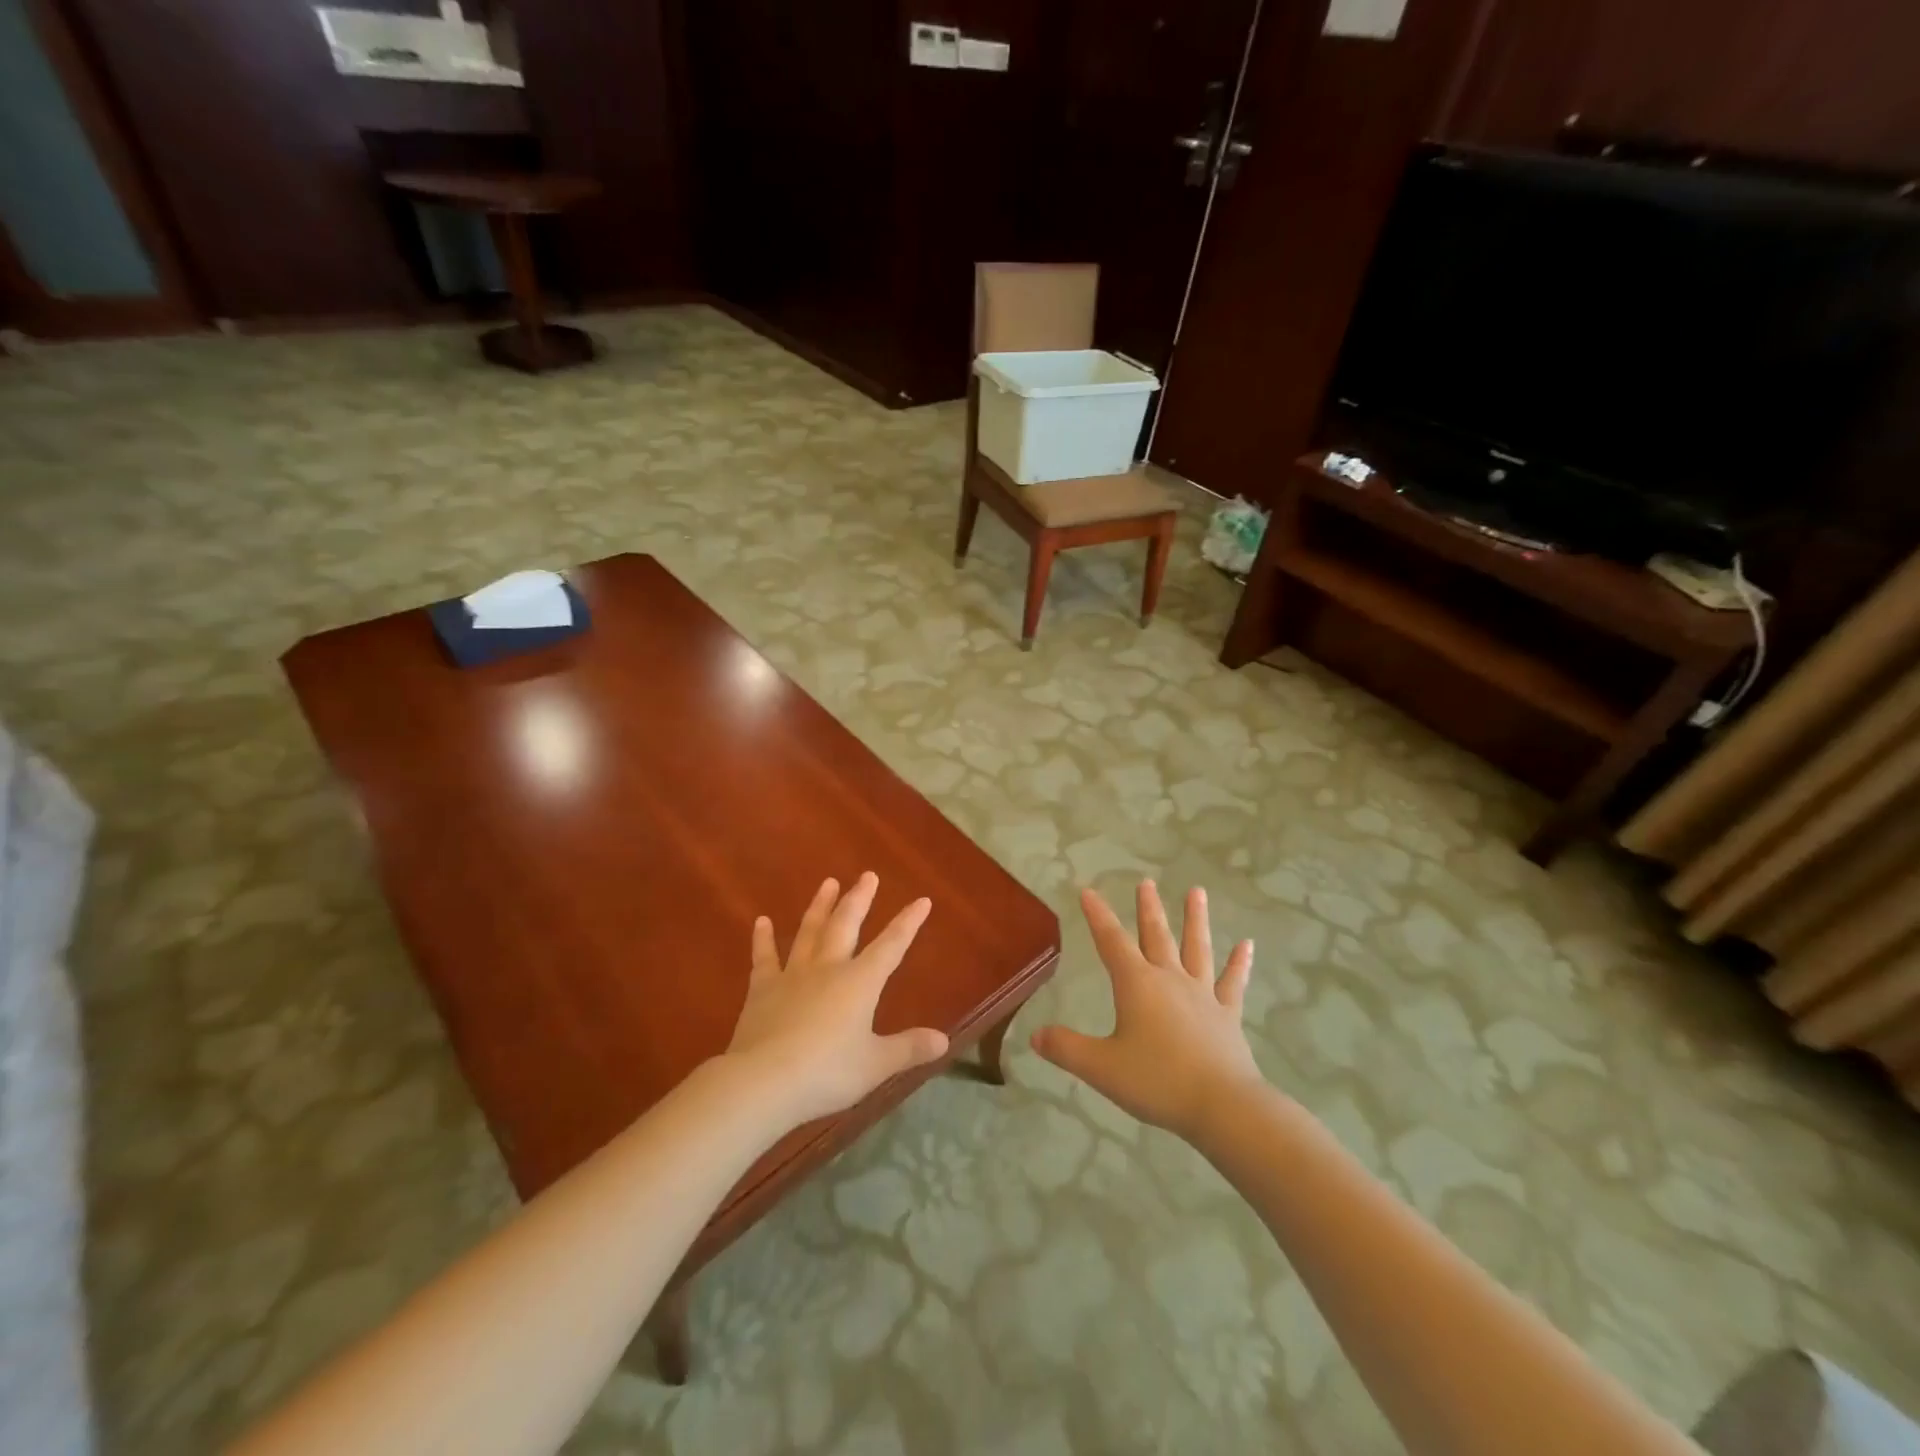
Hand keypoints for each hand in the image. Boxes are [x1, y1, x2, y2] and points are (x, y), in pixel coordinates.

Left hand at [725, 872, 949, 1127]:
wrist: (764, 1081)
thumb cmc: (827, 1072)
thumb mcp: (876, 1065)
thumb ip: (909, 1048)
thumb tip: (944, 1040)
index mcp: (860, 982)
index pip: (891, 945)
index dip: (908, 923)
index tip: (921, 900)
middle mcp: (828, 969)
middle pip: (846, 925)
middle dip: (860, 899)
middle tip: (868, 875)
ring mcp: (793, 975)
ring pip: (809, 932)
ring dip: (820, 906)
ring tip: (828, 882)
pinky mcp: (762, 990)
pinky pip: (764, 957)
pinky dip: (763, 939)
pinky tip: (761, 921)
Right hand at [1031, 880, 1263, 1141]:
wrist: (1222, 1105)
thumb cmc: (1157, 1081)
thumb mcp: (1101, 1068)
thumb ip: (1066, 1049)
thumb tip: (1035, 1036)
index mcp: (1137, 985)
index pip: (1111, 941)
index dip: (1098, 916)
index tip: (1089, 891)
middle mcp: (1169, 980)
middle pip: (1156, 935)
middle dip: (1148, 908)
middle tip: (1146, 882)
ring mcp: (1202, 995)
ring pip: (1197, 948)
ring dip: (1195, 919)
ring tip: (1197, 891)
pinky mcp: (1227, 1015)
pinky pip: (1233, 982)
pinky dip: (1239, 963)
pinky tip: (1247, 945)